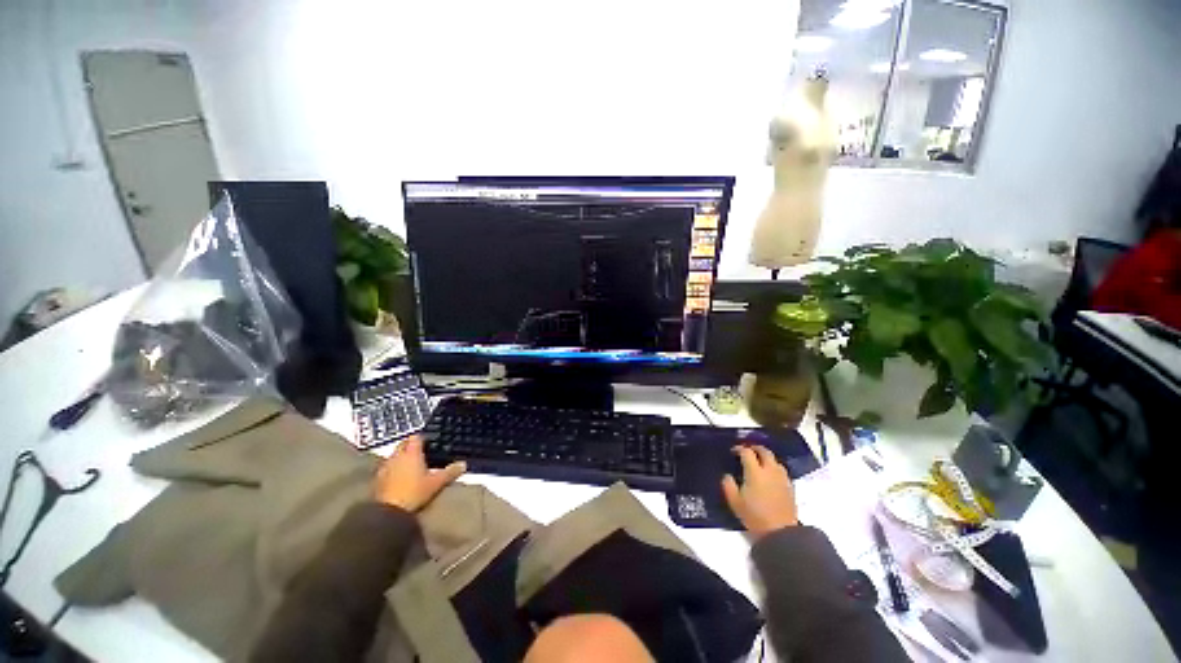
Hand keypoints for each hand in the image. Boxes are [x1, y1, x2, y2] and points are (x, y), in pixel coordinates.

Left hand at [374, 435, 465, 511]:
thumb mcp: (436, 483)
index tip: (429, 441)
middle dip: (410, 445)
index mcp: (412, 453)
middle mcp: (397, 456)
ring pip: (394, 455)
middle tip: (420, 451)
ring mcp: (385, 467)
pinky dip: (393, 468)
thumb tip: (464, 464)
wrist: (388, 512)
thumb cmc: (414, 492)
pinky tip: (398, 476)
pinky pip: (387, 467)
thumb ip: (450, 472)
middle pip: (403, 444)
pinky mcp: (377, 479)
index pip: (416, 437)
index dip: (422, 437)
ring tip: (410, 464)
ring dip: (400, 457)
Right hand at [721, 444, 798, 539]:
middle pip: (764, 451)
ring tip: (759, 463)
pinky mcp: (790, 487)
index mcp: (755, 472)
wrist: (781, 533)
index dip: (739, 449)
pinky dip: (774, 468)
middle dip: (755, 448)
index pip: (747, 452)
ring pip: (775, 460)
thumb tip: (727, 476)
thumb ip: (728, 485)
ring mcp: (782, 478)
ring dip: (766, 457)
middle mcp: (770, 471)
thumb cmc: (755, 516)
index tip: (733, 452)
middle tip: (747, 451)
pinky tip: (770, 476)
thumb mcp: (734, 502)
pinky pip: (781, 471)